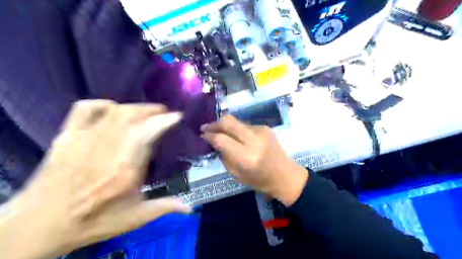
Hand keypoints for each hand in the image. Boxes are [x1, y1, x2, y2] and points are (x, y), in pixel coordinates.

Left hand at [0, 100, 189, 258]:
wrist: (40, 224)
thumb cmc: (94, 220)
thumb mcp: (135, 218)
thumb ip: (164, 207)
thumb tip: (190, 207)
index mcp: (126, 167)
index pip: (149, 132)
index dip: (165, 120)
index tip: (177, 116)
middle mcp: (108, 147)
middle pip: (133, 116)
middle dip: (153, 110)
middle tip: (164, 113)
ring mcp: (85, 139)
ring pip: (114, 111)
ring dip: (135, 107)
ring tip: (146, 111)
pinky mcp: (68, 136)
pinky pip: (85, 109)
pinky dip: (102, 104)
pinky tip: (112, 109)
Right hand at [201, 115, 307, 206]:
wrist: (285, 175)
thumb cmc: (260, 181)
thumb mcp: (236, 174)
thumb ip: (224, 156)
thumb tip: (214, 142)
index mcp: (246, 157)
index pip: (221, 139)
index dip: (209, 135)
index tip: (202, 135)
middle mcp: (253, 140)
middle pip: (228, 122)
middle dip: (214, 124)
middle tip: (206, 128)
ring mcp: (261, 131)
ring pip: (236, 121)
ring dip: (225, 125)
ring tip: (219, 131)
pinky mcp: (265, 127)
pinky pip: (245, 125)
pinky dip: (236, 129)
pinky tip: (235, 136)